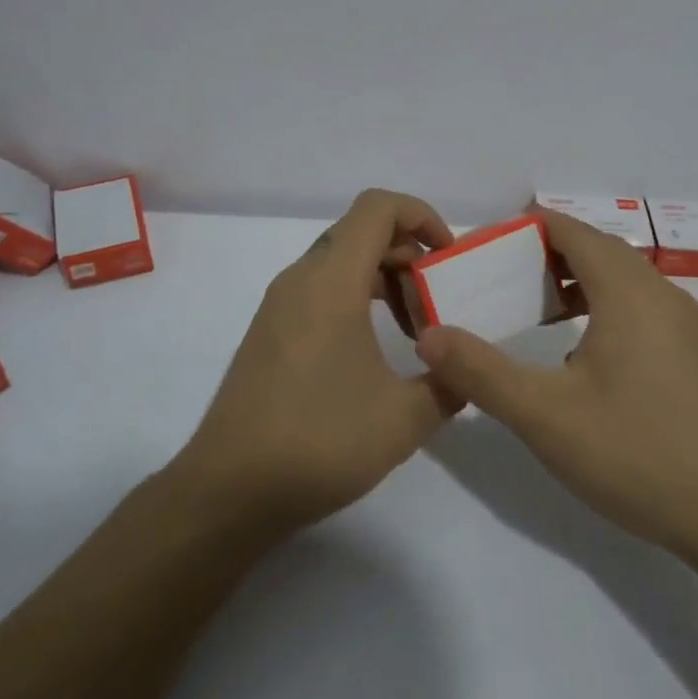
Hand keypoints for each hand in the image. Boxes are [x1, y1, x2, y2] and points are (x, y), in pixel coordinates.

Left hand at [172, 189, 459, 530]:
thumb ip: (450, 384)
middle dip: (408, 253)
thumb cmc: (320, 440)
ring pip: (340, 262)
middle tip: (438, 299)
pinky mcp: (270, 333)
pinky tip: (375, 352)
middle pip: (361, 232)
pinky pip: (320, 290)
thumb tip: (467, 370)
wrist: (229, 491)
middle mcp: (301, 280)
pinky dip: (356, 299)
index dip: (421, 215)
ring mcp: (279, 306)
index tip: (447, 257)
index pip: (378, 207)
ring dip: (383, 279)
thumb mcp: (405, 418)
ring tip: (416, 330)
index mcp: (332, 281)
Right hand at [417, 208, 697, 560]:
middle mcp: (662, 293)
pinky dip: (605, 309)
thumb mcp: (545, 416)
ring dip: (578, 284)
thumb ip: (481, 372)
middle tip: (502, 281)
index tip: (486, 248)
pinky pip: (643, 309)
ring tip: (536, 314)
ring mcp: (687, 325)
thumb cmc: (638, 453)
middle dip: (547, 256)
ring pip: (624, 281)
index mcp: (628, 291)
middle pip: (598, 250)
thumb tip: (428, 336)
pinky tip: (585, 356)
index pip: (571, 230)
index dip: (526, 228)